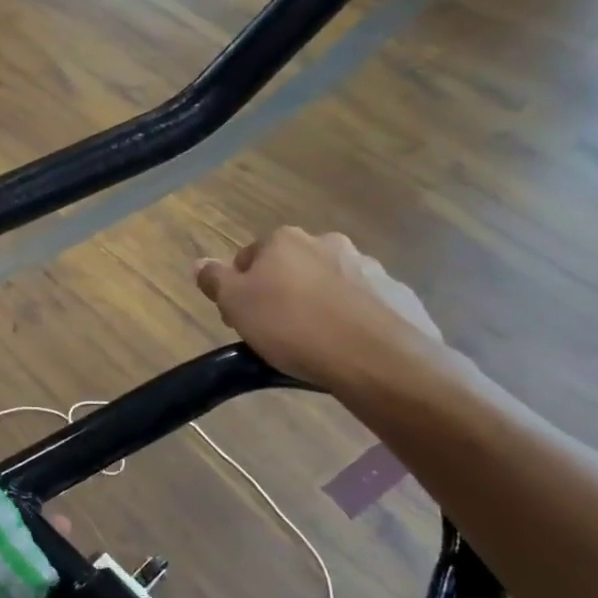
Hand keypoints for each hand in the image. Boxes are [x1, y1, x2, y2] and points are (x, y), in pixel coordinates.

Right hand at [195, 227, 443, 390]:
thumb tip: (200, 264)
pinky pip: (364, 304)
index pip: (250, 256)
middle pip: (292, 267)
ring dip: (319, 303)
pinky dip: (353, 319)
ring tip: (314, 343)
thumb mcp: (236, 305)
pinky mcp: (397, 294)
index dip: (241, 287)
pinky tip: (348, 347)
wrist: (376, 357)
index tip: (242, 319)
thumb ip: (215, 280)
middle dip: (282, 292)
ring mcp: (368, 267)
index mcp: (285, 240)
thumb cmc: (292, 326)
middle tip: (275, 331)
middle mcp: (327, 243)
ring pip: (330, 283)